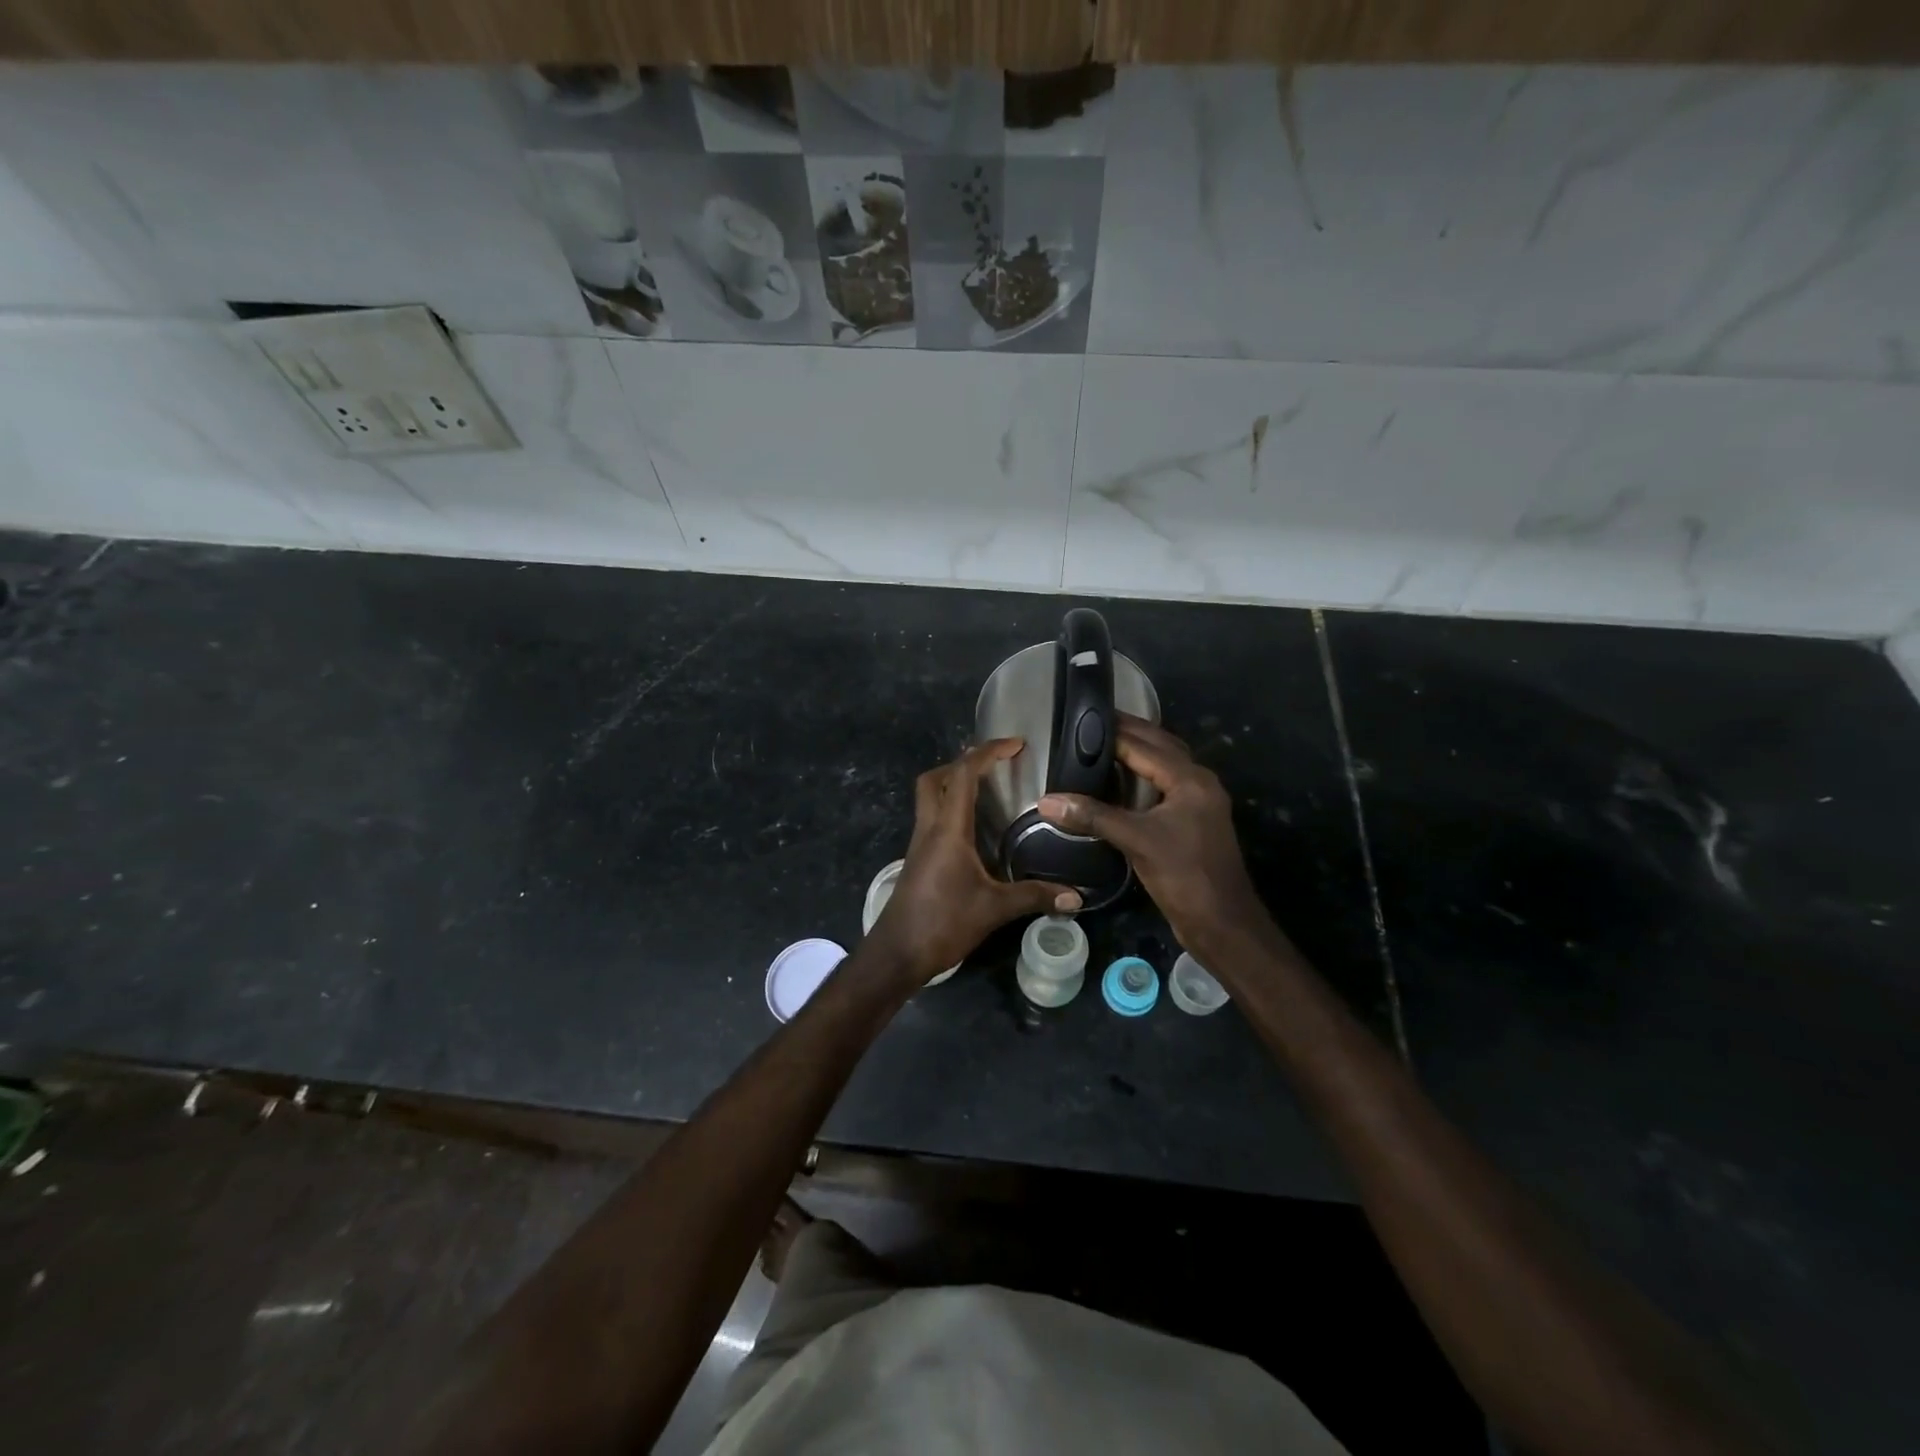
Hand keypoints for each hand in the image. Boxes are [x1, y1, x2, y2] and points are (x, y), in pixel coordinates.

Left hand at [868, 739, 1081, 984]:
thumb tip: (1076, 897)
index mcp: (947, 829)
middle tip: (995, 765)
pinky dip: (952, 810)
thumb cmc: (942, 924)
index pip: (963, 775)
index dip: (988, 752)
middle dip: (963, 762)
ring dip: (954, 785)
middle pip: (935, 778)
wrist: (897, 953)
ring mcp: (919, 844)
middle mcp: (929, 828)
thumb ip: (1034, 897)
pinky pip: (933, 819)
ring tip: (990, 791)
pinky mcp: (917, 859)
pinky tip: (975, 831)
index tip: (1016, 745)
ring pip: (930, 798)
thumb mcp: (993, 909)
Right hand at [1038, 715, 1270, 962]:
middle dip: (1128, 732)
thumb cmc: (1184, 875)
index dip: (1114, 731)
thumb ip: (1093, 817)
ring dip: (1137, 752)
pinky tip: (1117, 782)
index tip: (1082, 717)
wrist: (1221, 923)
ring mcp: (1196, 804)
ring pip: (1164, 766)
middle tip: (1089, 723)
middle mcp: (1197, 783)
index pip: (1146, 744)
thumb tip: (1047, 801)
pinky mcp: (1190, 823)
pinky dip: (1141, 777)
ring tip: (1100, 744)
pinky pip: (1163, 787)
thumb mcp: (1136, 841)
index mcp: (1190, 779)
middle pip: (1161, 746)